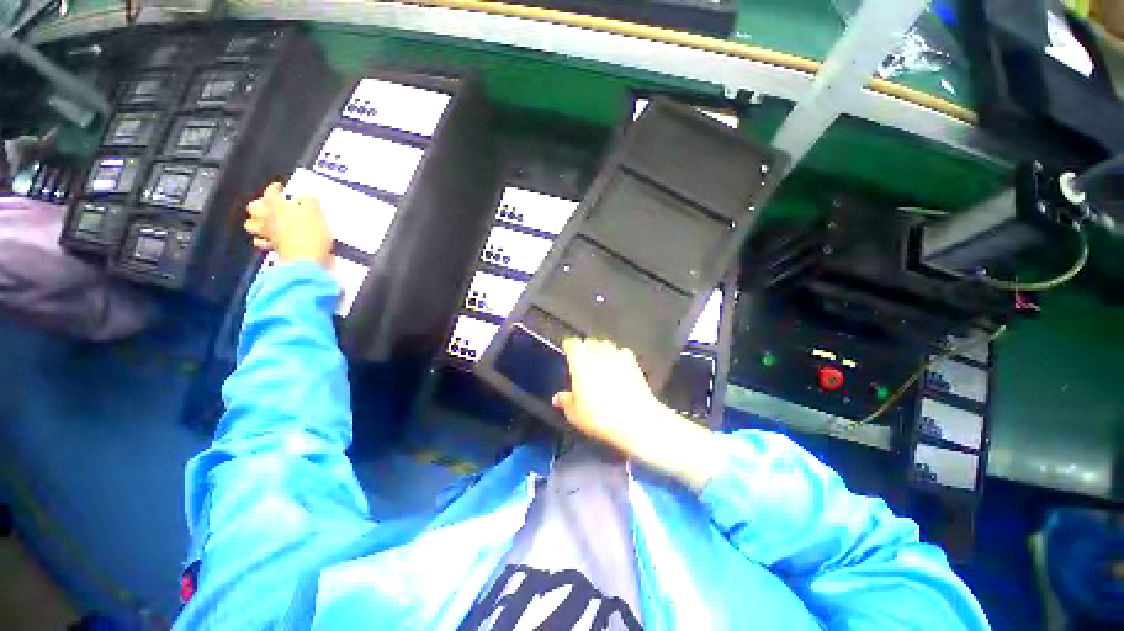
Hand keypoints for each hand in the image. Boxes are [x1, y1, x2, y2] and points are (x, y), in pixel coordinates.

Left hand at [244, 183, 332, 267]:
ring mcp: (266, 234)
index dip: (275, 188)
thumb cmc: (311, 233)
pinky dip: (263, 239)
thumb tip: (305, 197)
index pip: (271, 192)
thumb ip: (309, 201)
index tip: (280, 187)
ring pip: (251, 225)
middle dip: (260, 204)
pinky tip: (269, 239)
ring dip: (256, 221)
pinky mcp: (271, 248)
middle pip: (253, 207)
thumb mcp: (316, 212)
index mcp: (276, 205)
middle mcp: (266, 217)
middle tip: (270, 204)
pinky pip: (260, 242)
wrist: (306, 260)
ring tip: (265, 221)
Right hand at [552, 338, 722, 491]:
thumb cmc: (599, 417)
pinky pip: (623, 352)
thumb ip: (565, 402)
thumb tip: (556, 398)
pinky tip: (618, 366)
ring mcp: (617, 356)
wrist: (635, 419)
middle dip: (586, 347)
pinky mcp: (633, 362)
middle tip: (584, 359)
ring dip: (602, 349)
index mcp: (581, 363)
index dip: (570, 346)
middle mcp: (598, 354)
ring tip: (601, 361)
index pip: (573, 344)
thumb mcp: (575, 414)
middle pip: (590, 341)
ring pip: (607, 344)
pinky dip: (618, 356)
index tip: (568, 351)